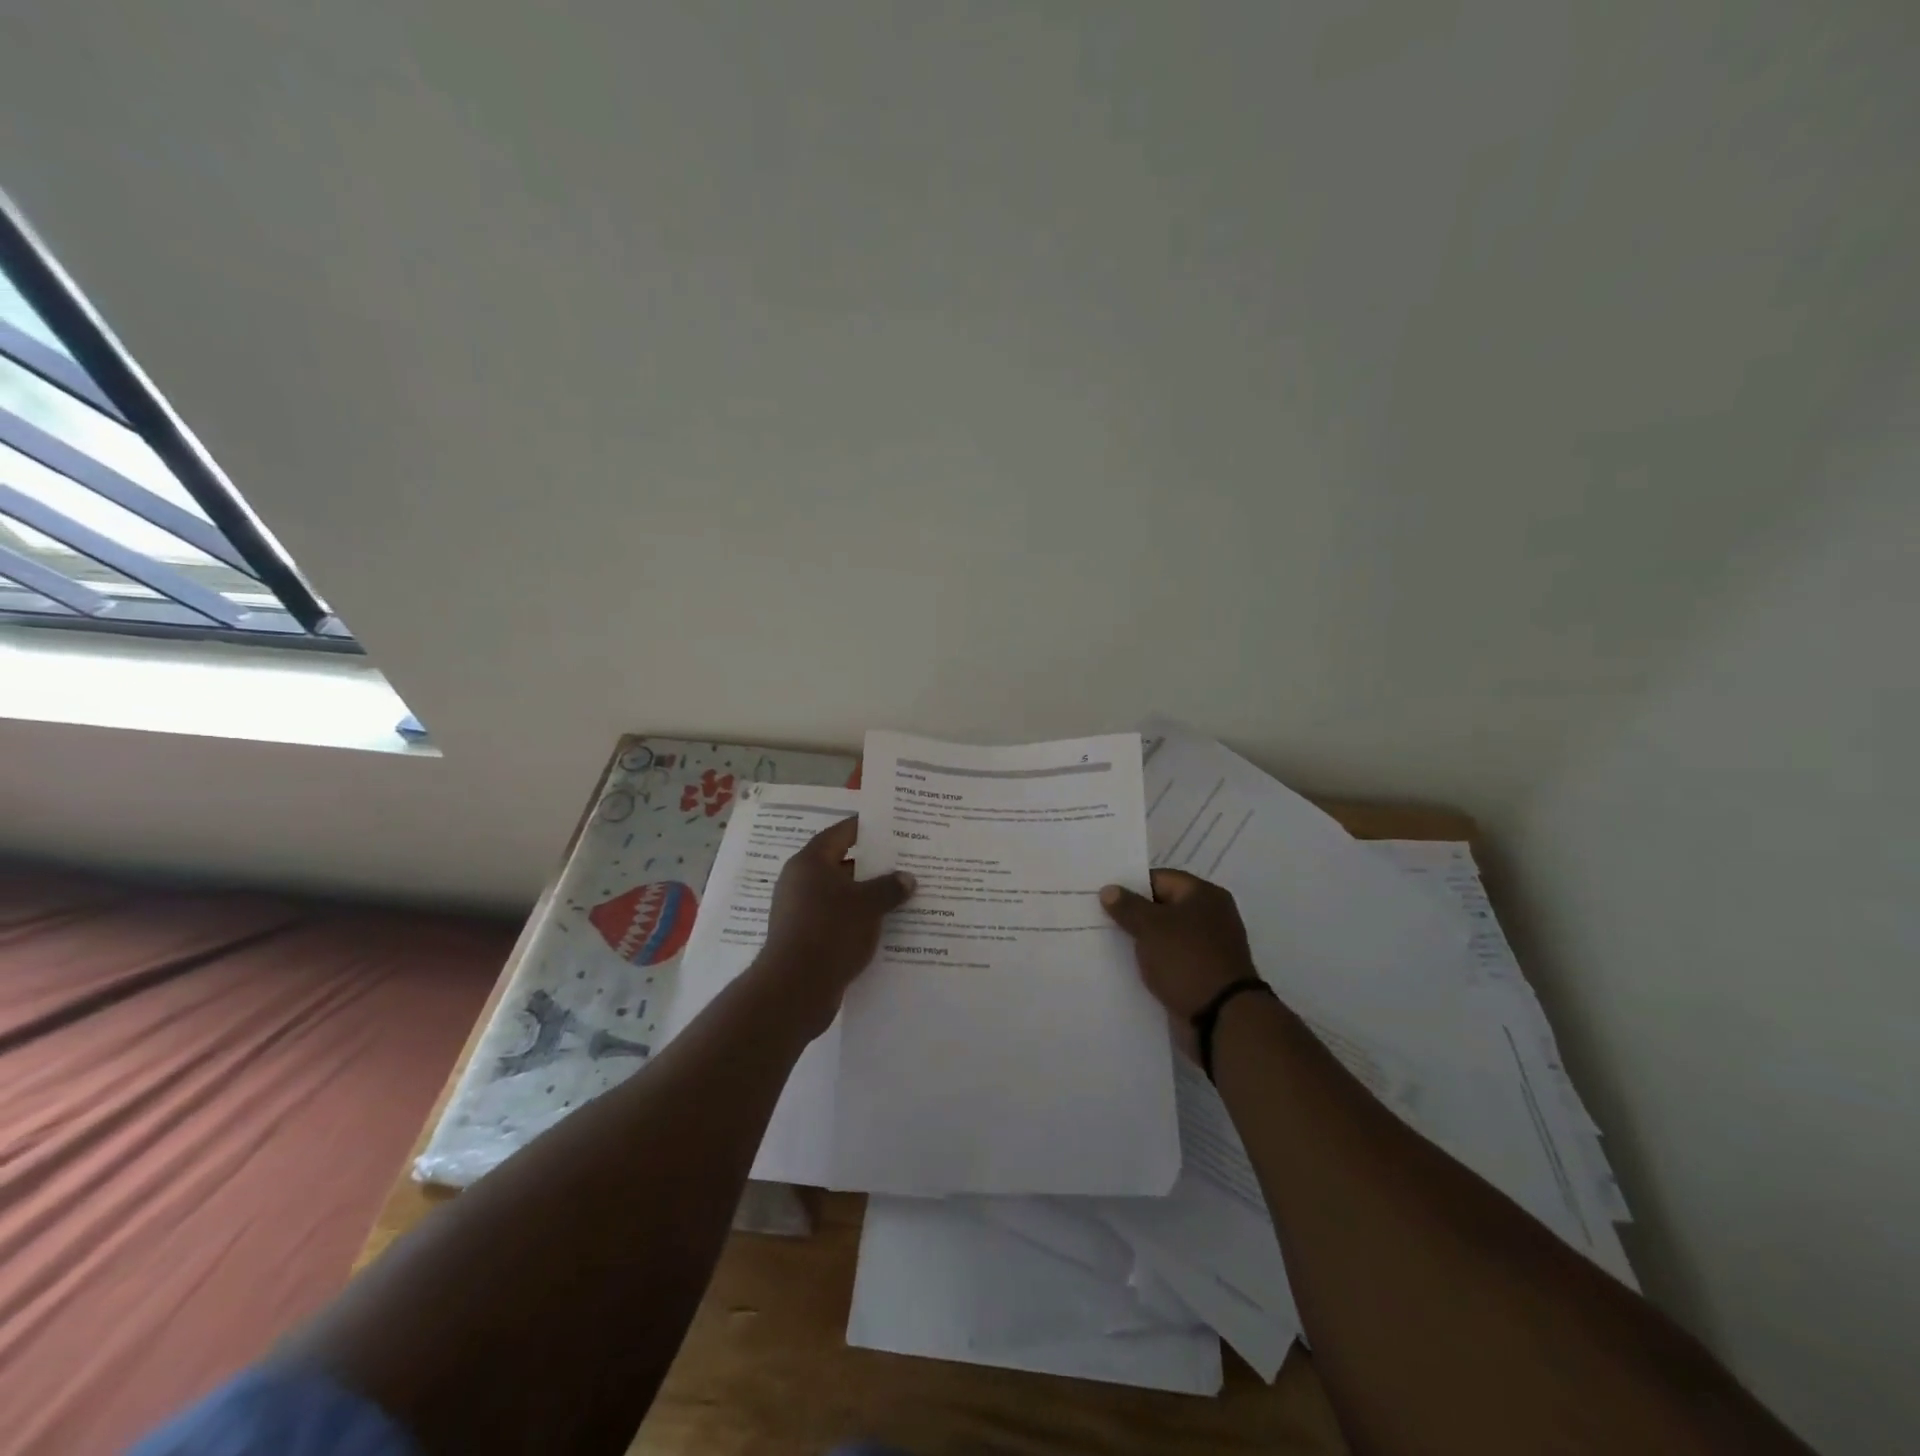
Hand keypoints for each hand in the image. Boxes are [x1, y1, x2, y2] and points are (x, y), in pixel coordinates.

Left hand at [758, 816, 914, 1036]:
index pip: (842, 833)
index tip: (893, 826)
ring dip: (867, 894)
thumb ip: (889, 887)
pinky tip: (884, 925)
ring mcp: (800, 911)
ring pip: (841, 894)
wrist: (795, 989)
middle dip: (873, 865)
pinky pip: (837, 918)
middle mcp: (800, 881)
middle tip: (905, 861)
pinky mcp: (805, 937)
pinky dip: (858, 918)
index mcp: (810, 862)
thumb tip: (908, 878)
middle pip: (842, 864)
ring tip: (901, 894)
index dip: (867, 828)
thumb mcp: (867, 905)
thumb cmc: (830, 932)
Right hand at [1100, 869, 1259, 1055]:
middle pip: (1163, 907)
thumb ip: (1128, 906)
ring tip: (1108, 944)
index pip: (1159, 879)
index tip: (1104, 898)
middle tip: (1100, 919)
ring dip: (1142, 941)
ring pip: (1166, 936)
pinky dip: (1154, 962)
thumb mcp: (1151, 927)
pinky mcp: (1203, 974)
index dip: (1130, 886)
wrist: (1221, 1018)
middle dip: (1134, 915)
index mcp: (1204, 895)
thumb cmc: (1187, 960)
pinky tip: (1129, 968)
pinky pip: (1172, 960)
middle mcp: (1211, 916)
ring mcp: (1209, 947)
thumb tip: (1109, 890)